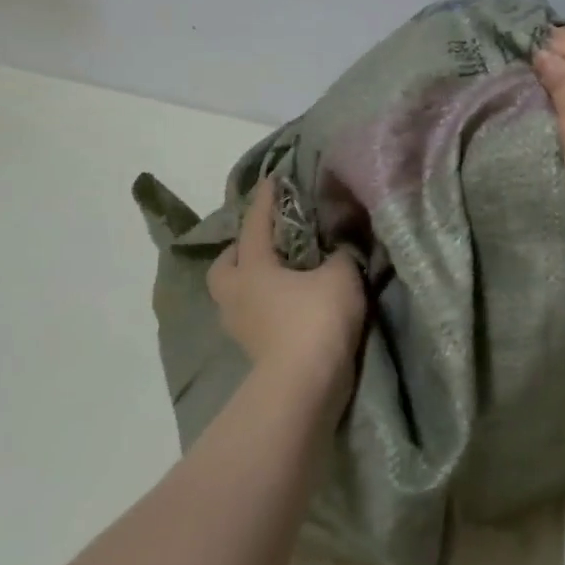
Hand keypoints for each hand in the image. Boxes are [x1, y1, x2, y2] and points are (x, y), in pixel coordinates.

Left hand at [207, 177, 364, 413]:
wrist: (304, 385)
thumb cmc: (316, 319)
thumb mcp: (339, 275)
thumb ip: (338, 254)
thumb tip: (336, 248)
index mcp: (253, 268)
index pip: (255, 224)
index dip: (264, 199)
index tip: (271, 179)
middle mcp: (237, 294)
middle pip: (224, 265)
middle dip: (239, 250)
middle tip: (265, 241)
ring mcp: (241, 326)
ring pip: (234, 294)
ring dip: (250, 281)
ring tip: (279, 274)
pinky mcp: (254, 350)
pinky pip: (253, 315)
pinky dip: (265, 304)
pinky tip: (288, 303)